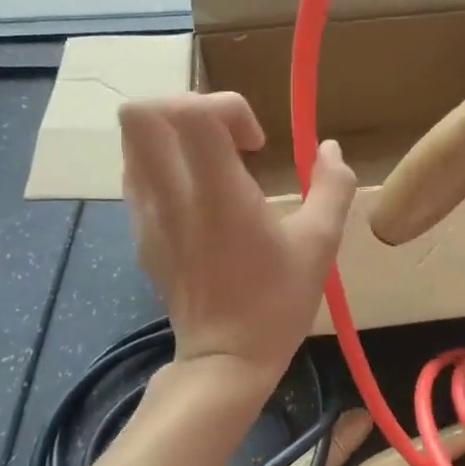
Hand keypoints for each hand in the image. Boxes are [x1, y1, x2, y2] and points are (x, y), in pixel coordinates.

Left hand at [120, 93, 356, 386]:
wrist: (225, 359)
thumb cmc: (277, 302)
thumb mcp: (320, 243)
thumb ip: (332, 186)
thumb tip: (331, 148)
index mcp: (217, 194)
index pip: (192, 112)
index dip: (227, 107)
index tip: (256, 143)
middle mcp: (170, 196)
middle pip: (141, 114)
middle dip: (186, 106)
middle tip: (224, 137)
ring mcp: (147, 215)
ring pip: (132, 141)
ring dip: (174, 134)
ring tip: (212, 162)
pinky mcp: (140, 233)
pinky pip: (137, 174)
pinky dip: (164, 163)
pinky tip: (198, 195)